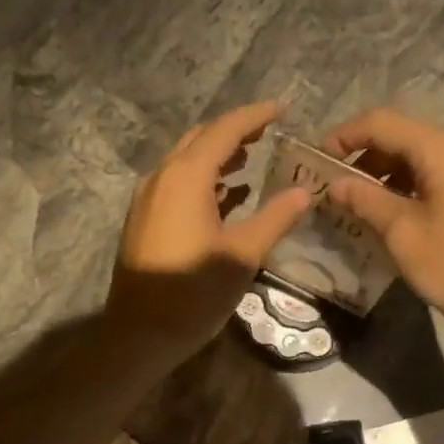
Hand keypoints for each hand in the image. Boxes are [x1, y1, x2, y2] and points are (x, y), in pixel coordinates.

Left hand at [107, 102, 310, 365]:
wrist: (139, 334)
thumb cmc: (193, 293)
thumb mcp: (243, 255)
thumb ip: (275, 218)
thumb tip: (304, 191)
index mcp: (185, 178)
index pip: (224, 131)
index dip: (255, 116)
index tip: (283, 109)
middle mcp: (162, 178)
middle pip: (200, 139)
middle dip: (235, 131)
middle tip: (270, 132)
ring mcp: (148, 198)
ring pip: (186, 161)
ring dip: (218, 155)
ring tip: (254, 158)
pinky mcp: (144, 219)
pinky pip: (177, 184)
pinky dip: (204, 179)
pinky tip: (228, 194)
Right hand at [322, 108, 443, 354]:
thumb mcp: (406, 237)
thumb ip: (367, 202)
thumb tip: (337, 184)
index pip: (382, 122)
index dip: (344, 136)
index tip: (317, 161)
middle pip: (407, 137)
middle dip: (367, 159)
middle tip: (338, 191)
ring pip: (429, 158)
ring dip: (393, 175)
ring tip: (366, 208)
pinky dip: (420, 186)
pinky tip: (405, 216)